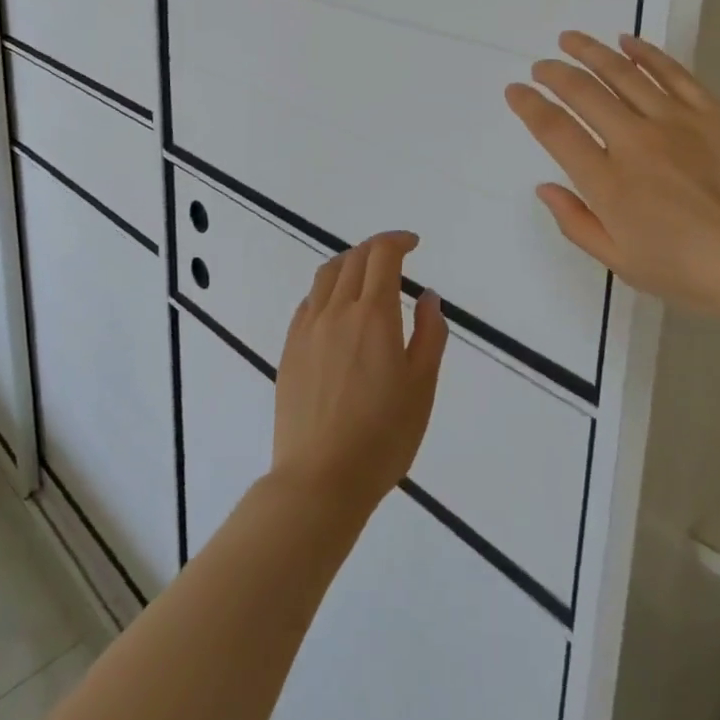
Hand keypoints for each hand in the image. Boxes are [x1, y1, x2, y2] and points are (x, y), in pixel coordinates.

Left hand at [271, 231, 447, 518]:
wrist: (320, 479)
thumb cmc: (383, 436)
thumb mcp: (422, 387)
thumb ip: (429, 334)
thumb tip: (427, 296)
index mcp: (373, 314)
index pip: (382, 255)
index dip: (398, 240)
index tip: (413, 244)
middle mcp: (337, 310)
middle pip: (354, 258)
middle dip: (376, 248)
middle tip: (394, 255)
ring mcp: (308, 328)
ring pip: (326, 275)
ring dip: (349, 262)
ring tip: (365, 272)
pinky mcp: (290, 349)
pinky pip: (308, 301)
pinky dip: (327, 289)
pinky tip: (336, 307)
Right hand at [504, 31, 719, 319]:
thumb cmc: (694, 272)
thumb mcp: (624, 264)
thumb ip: (577, 223)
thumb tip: (545, 187)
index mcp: (607, 181)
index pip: (555, 130)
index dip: (529, 105)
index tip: (515, 90)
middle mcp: (633, 140)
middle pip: (582, 91)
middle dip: (554, 73)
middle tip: (541, 65)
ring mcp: (674, 120)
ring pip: (621, 72)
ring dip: (590, 51)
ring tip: (570, 39)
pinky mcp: (711, 111)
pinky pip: (671, 72)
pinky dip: (645, 53)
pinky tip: (628, 41)